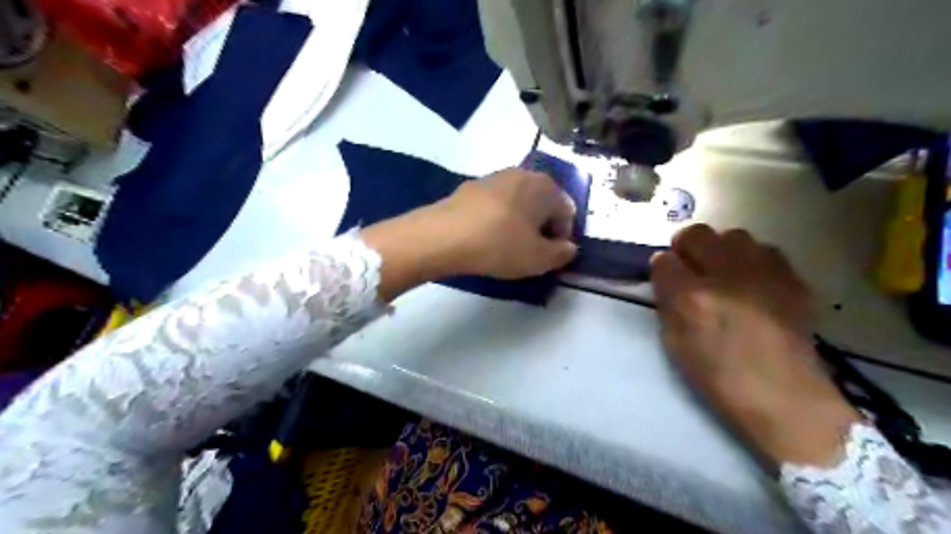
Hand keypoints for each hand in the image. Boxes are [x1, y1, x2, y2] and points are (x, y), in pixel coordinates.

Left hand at [362, 170, 570, 302]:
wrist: (444, 235)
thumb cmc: (500, 245)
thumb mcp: (539, 259)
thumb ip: (562, 254)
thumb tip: (568, 248)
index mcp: (545, 186)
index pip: (567, 212)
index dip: (562, 238)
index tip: (548, 257)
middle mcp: (522, 174)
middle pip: (542, 204)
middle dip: (541, 228)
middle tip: (530, 252)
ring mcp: (494, 177)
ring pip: (518, 203)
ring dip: (519, 223)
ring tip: (506, 247)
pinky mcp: (471, 187)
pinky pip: (495, 205)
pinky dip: (497, 219)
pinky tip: (486, 238)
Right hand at [652, 225, 858, 467]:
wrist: (784, 396)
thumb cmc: (718, 377)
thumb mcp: (674, 343)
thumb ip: (666, 302)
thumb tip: (665, 274)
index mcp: (692, 297)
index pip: (663, 259)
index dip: (661, 267)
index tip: (665, 276)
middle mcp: (727, 276)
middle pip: (698, 233)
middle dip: (687, 246)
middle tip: (690, 267)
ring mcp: (764, 274)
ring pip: (734, 236)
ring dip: (722, 250)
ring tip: (724, 272)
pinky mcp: (792, 279)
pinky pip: (765, 251)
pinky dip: (752, 260)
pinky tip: (753, 282)